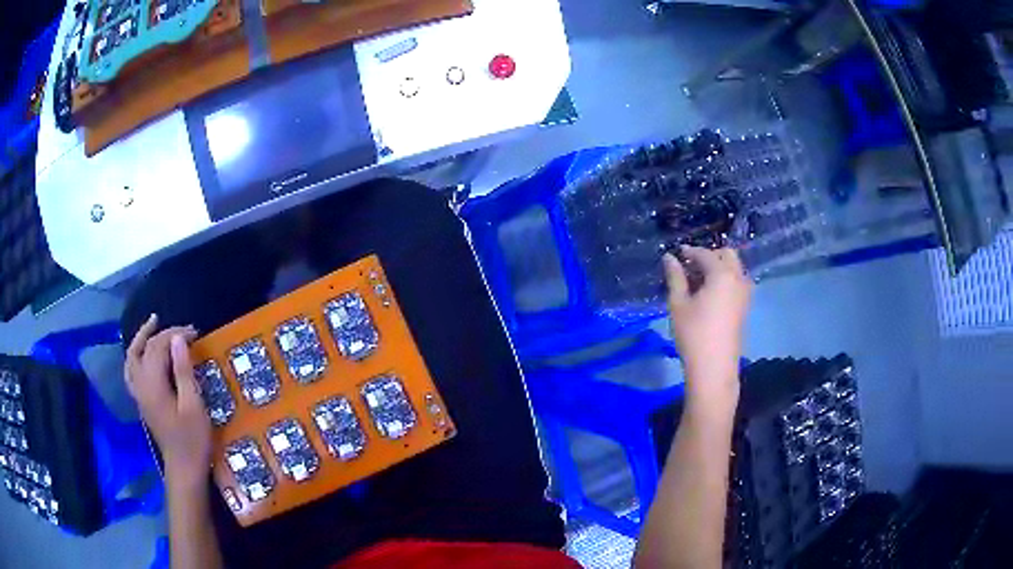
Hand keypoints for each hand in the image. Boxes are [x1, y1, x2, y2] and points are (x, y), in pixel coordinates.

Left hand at [125, 314, 210, 488]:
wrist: (184, 468)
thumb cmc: (193, 439)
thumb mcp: (193, 405)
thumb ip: (183, 370)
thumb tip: (177, 339)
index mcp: (153, 384)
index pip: (158, 347)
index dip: (175, 334)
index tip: (195, 333)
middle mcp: (141, 385)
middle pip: (143, 348)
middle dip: (160, 334)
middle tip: (179, 328)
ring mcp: (139, 394)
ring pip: (132, 358)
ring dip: (141, 339)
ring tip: (153, 327)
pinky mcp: (142, 402)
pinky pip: (132, 371)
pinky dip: (137, 356)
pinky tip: (145, 356)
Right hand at [663, 247, 751, 401]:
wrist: (714, 366)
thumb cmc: (693, 334)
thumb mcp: (678, 304)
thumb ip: (675, 277)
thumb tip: (670, 258)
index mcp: (722, 274)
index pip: (705, 254)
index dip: (690, 252)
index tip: (677, 254)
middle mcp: (738, 278)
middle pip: (727, 255)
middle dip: (709, 256)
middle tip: (690, 268)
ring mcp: (745, 293)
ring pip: (735, 268)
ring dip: (719, 267)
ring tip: (699, 281)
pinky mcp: (745, 306)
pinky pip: (737, 282)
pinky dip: (725, 279)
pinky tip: (710, 294)